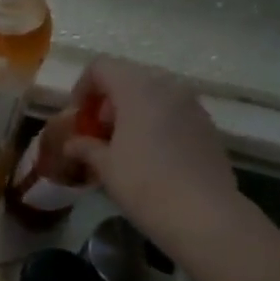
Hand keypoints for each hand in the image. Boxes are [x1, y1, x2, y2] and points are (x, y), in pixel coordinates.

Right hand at [63, 58, 243, 248]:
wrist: (203, 214)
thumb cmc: (144, 184)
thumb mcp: (105, 167)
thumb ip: (85, 147)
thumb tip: (72, 143)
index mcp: (138, 89)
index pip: (102, 67)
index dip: (82, 87)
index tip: (77, 118)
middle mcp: (168, 87)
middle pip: (129, 78)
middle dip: (107, 101)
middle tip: (97, 133)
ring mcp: (192, 105)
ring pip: (154, 95)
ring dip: (132, 112)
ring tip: (122, 147)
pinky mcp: (207, 126)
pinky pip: (173, 113)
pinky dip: (155, 123)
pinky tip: (150, 157)